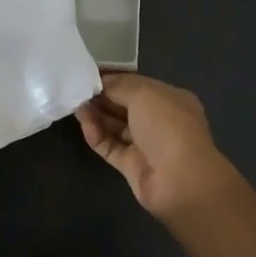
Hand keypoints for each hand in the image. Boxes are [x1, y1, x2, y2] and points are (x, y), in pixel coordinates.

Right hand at [75, 73, 241, 221]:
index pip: (137, 85)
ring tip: (75, 105)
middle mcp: (159, 121)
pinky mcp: (132, 166)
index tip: (88, 75)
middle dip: (102, 97)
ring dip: (96, 115)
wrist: (180, 180)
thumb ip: (118, 86)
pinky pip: (110, 147)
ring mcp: (146, 145)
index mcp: (170, 99)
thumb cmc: (167, 126)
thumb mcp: (143, 93)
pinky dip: (97, 136)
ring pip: (115, 126)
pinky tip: (84, 125)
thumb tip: (99, 84)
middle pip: (125, 106)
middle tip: (76, 90)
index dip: (113, 80)